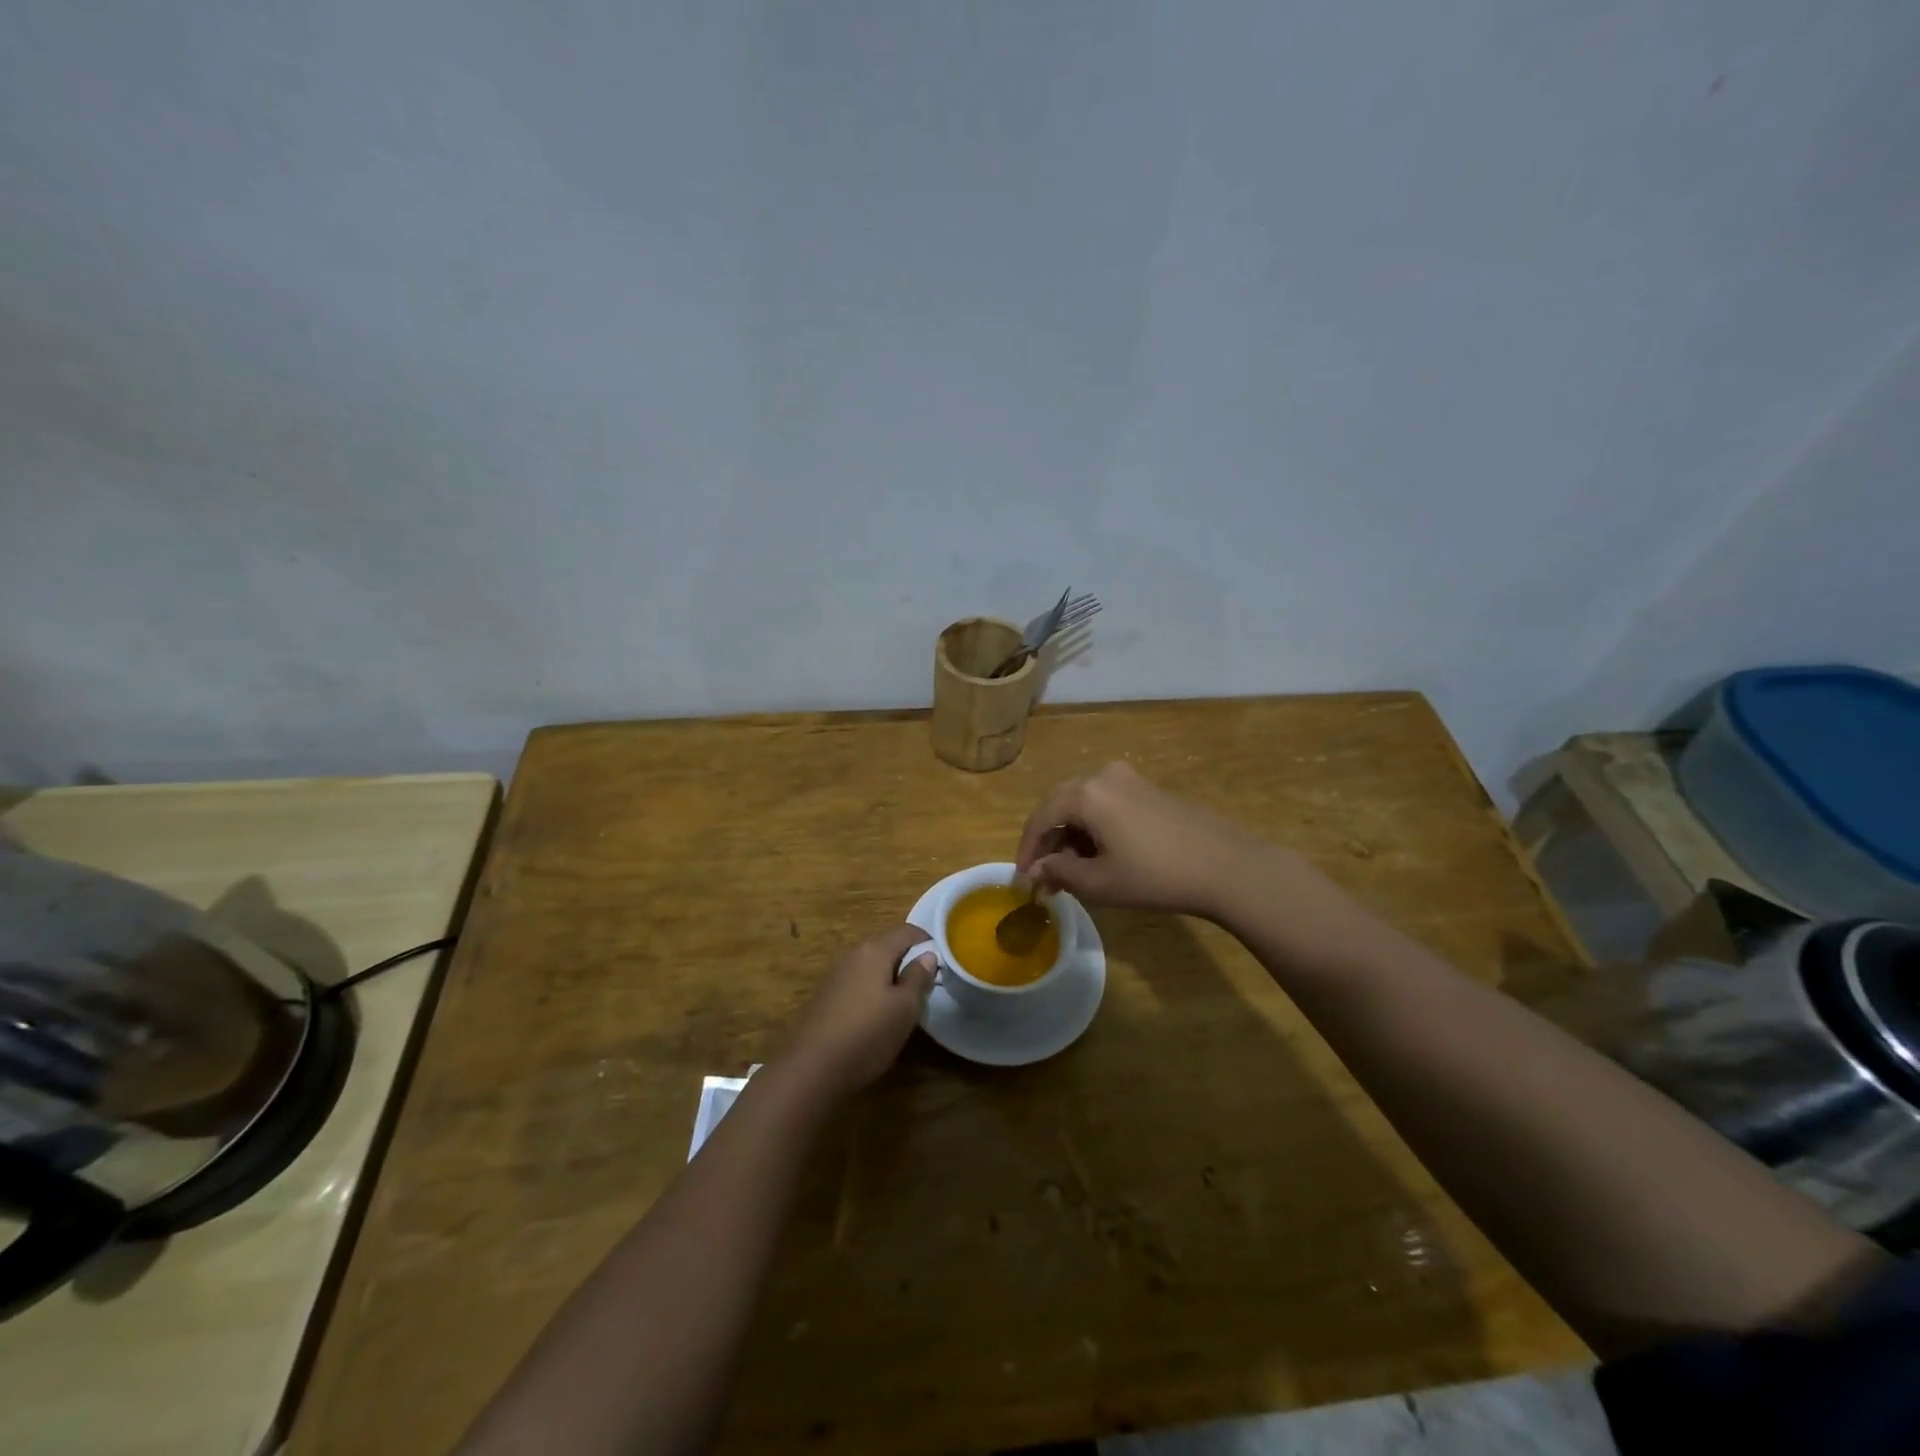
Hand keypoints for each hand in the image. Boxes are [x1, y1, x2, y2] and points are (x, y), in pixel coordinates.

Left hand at [781, 924, 935, 1101]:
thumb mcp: (905, 1009)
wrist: (811, 1069)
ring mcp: (835, 976)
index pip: (907, 931)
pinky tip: (876, 1019)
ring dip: (890, 979)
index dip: (928, 942)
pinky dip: (873, 993)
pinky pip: (858, 984)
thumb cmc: (867, 1034)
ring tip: (905, 1006)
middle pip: (888, 947)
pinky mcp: (826, 997)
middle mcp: (853, 955)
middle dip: (909, 962)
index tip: (944, 962)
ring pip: (872, 968)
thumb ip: (918, 977)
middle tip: (927, 988)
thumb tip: (928, 955)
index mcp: (874, 950)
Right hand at [1014, 762, 1269, 918]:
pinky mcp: (1149, 790)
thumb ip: (1060, 872)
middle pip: (1061, 806)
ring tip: (1072, 871)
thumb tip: (1038, 869)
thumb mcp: (1099, 882)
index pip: (1041, 818)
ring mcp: (1130, 779)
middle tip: (1045, 877)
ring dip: (1072, 836)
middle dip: (1049, 842)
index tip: (1022, 880)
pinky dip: (1095, 828)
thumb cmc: (1155, 876)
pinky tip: (1101, 855)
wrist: (1226, 867)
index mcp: (1085, 793)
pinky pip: (1107, 805)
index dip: (1027, 850)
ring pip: (1084, 805)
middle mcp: (1103, 775)